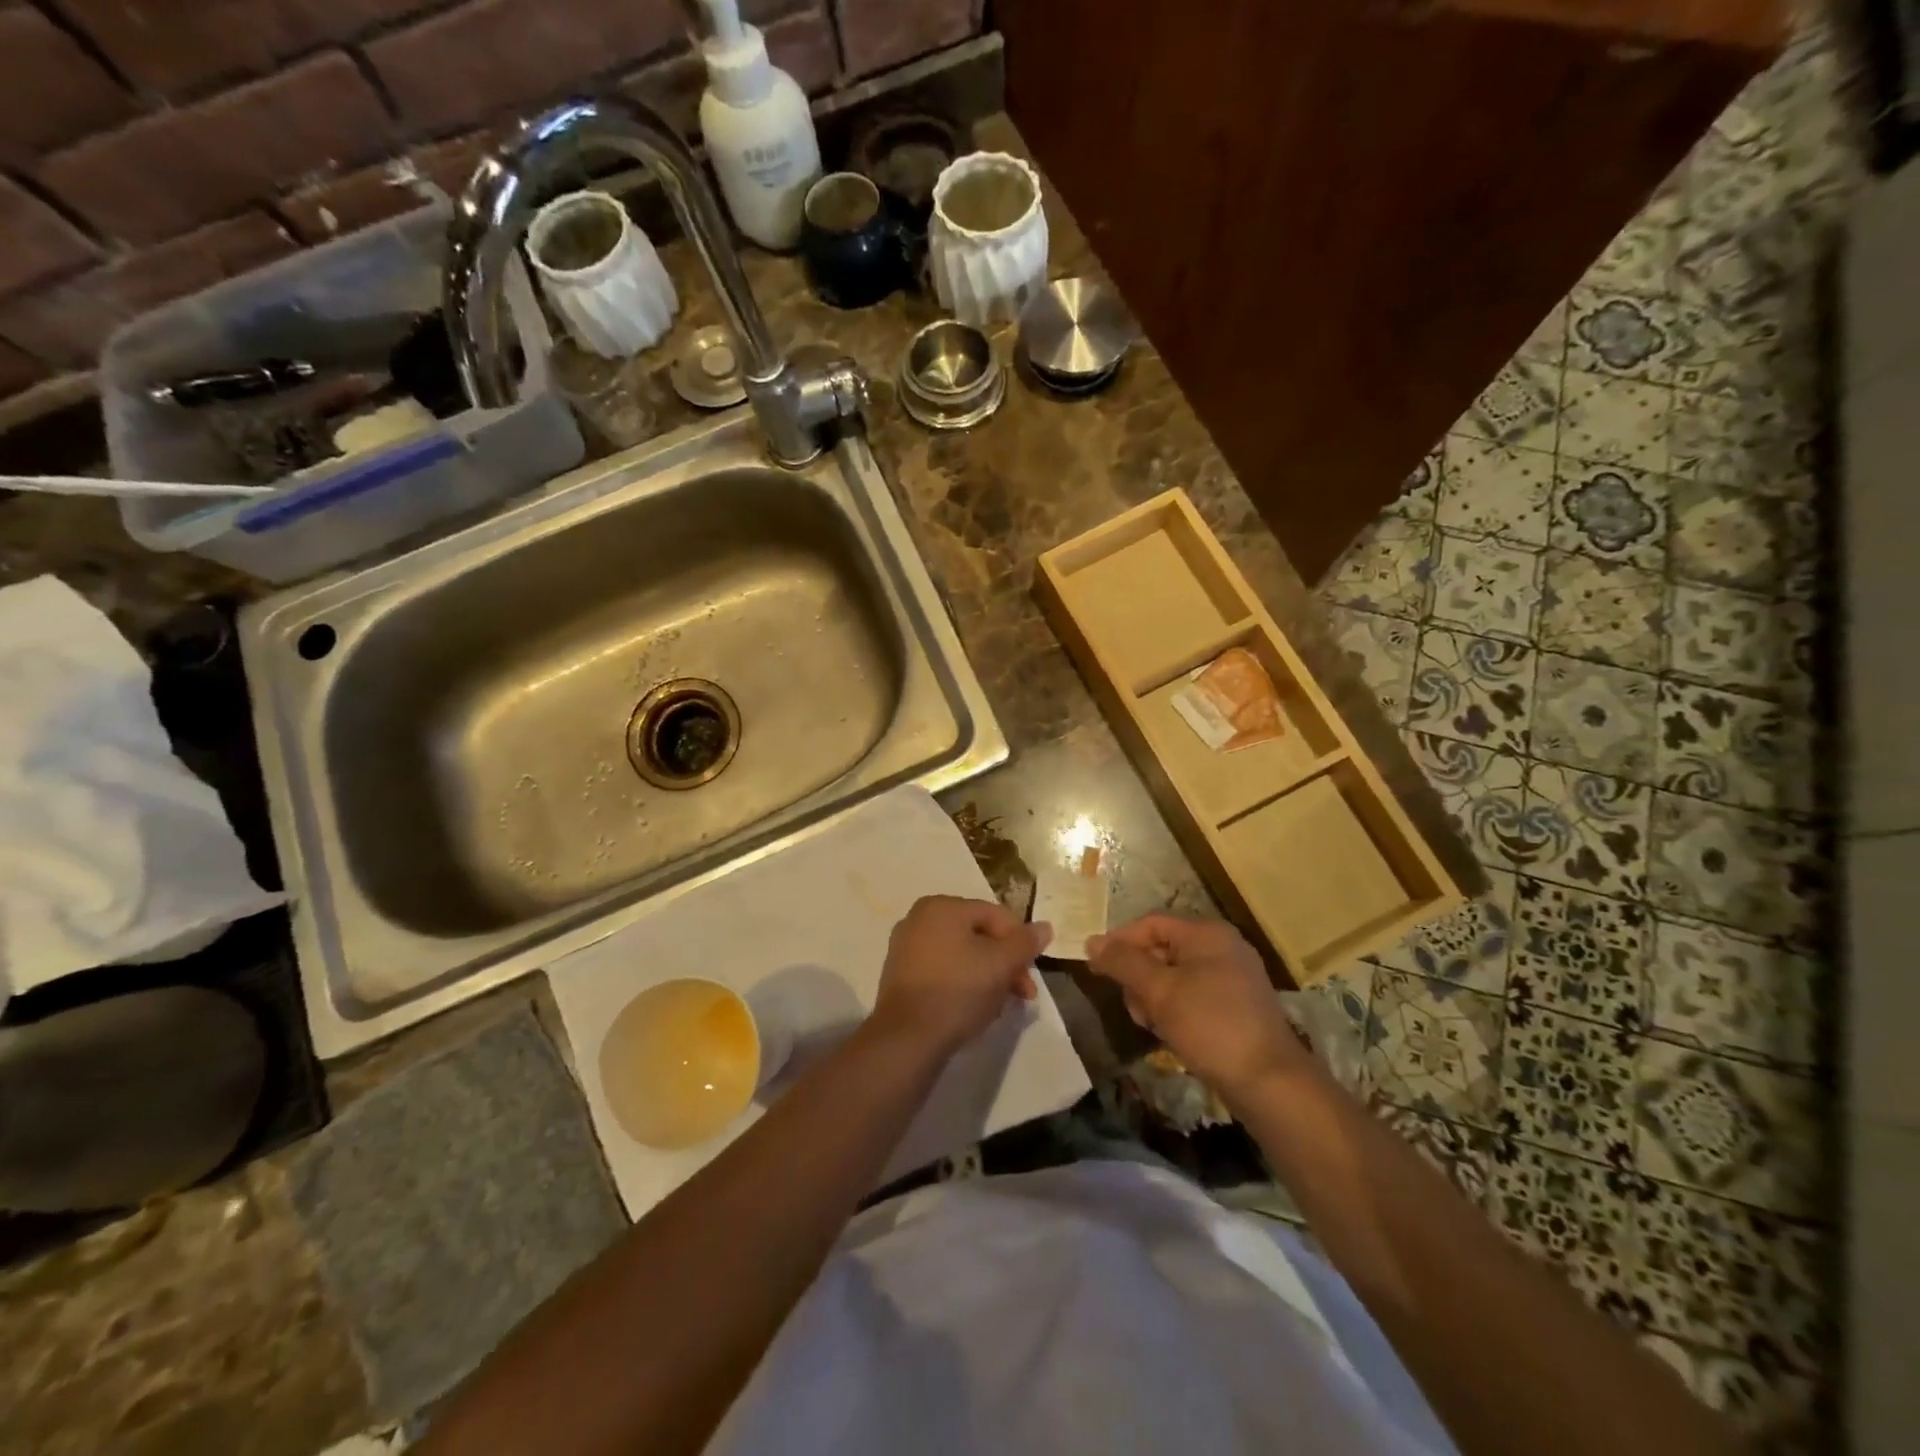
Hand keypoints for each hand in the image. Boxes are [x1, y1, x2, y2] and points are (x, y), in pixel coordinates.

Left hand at [871, 896, 1051, 1057]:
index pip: (995, 915)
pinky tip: (974, 1008)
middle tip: (1024, 994)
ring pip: (962, 955)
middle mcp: (920, 919)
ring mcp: (906, 947)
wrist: (908, 1038)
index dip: (1020, 942)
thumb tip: (1045, 927)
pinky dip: (963, 984)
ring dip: (988, 976)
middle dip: (1006, 963)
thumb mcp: (1001, 964)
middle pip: (978, 935)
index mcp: (942, 906)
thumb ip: (1025, 943)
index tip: (1032, 973)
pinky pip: (943, 971)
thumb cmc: (958, 990)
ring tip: (1000, 1005)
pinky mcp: (901, 976)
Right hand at [1087, 914, 1310, 1100]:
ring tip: (1151, 1025)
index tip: (1094, 968)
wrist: (1269, 1082)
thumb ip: (1123, 962)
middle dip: (1138, 976)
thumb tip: (1092, 942)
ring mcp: (1233, 976)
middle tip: (1131, 1006)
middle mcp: (1222, 946)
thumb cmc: (1210, 1026)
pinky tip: (1170, 1033)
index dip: (1118, 942)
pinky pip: (1192, 994)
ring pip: (1174, 975)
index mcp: (1207, 933)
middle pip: (1161, 948)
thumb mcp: (1159, 991)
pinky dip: (1174, 1008)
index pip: (1150, 924)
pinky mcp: (1237, 1004)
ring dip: (1154, 996)